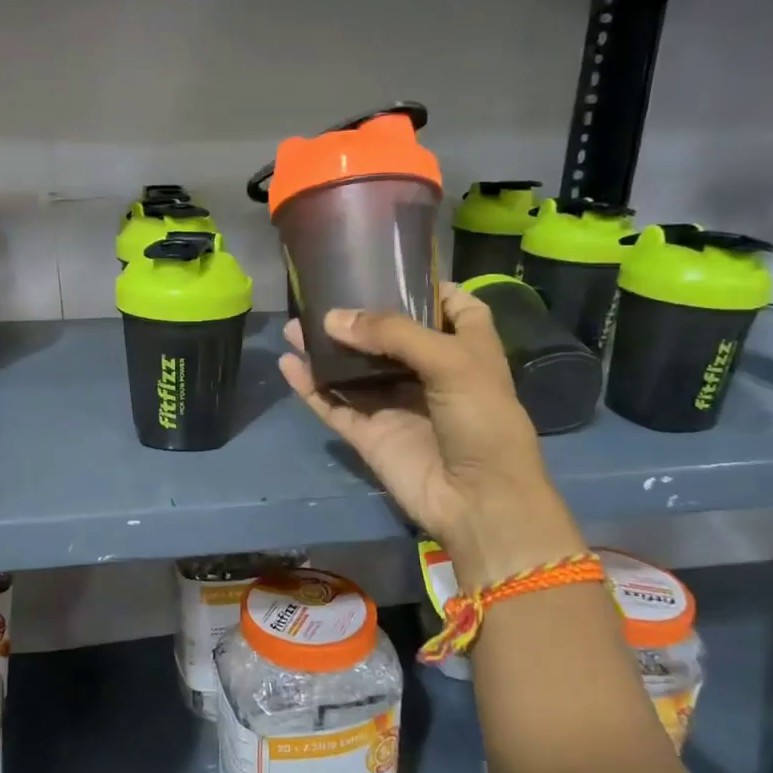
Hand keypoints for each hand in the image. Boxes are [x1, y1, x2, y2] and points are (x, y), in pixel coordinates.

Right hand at [279, 283, 585, 589]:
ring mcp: (397, 405)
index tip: (391, 270)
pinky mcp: (371, 434)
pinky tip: (289, 364)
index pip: (453, 307)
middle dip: (358, 316)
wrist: (480, 502)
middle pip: (390, 337)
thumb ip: (393, 333)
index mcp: (466, 349)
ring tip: (294, 327)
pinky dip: (311, 387)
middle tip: (321, 295)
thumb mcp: (451, 361)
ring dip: (326, 350)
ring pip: (354, 370)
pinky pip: (335, 405)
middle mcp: (430, 373)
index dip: (428, 288)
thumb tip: (332, 319)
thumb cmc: (483, 421)